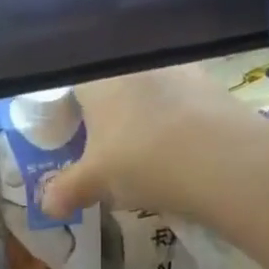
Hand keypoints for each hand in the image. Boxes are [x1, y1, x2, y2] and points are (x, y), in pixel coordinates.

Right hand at [40, 66, 250, 217]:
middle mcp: (134, 63)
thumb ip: (66, 189)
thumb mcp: (95, 181)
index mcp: (97, 77)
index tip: (74, 135)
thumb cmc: (140, 159)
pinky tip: (182, 149)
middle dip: (110, 114)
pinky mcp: (212, 84)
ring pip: (151, 90)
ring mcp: (178, 69)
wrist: (222, 158)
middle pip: (113, 85)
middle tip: (109, 149)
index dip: (71, 109)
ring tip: (149, 152)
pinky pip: (184, 101)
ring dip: (147, 115)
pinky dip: (179, 121)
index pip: (73, 83)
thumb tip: (45, 205)